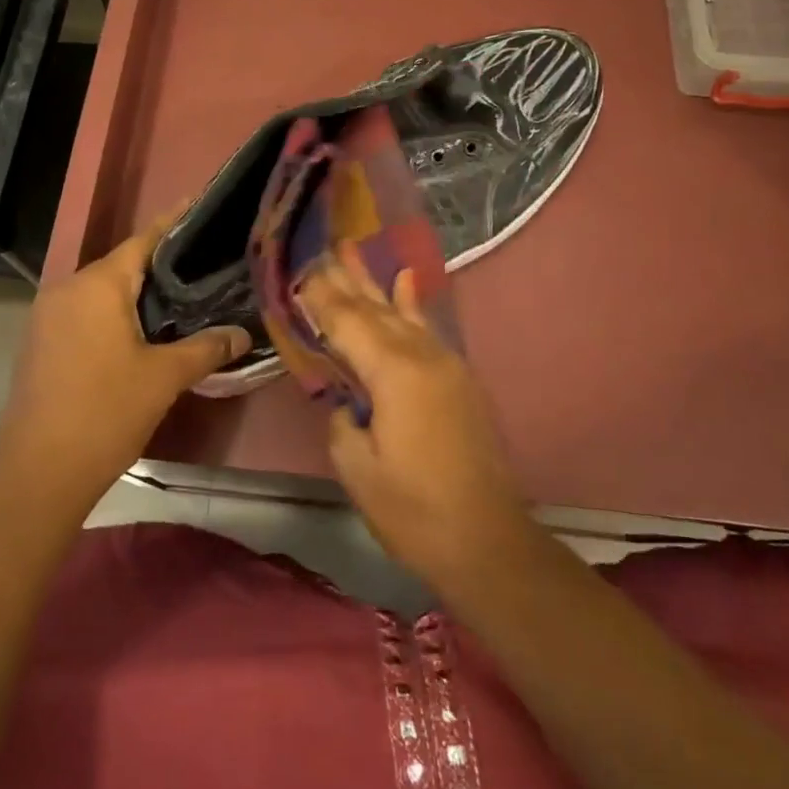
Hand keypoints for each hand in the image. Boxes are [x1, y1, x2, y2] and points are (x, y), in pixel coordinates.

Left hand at [0, 216, 250, 521]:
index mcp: (97, 285)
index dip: (175, 222)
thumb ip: (206, 347)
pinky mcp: (41, 342)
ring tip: (182, 297)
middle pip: (122, 264)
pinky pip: (86, 312)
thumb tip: (242, 333)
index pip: (143, 239)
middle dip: (162, 263)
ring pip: (103, 290)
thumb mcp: (164, 377)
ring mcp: (48, 316)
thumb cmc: (105, 413)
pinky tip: (142, 331)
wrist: (38, 473)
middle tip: (205, 263)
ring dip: (137, 292)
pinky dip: (115, 313)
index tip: (202, 204)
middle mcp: (67, 288)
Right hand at [297, 245, 536, 591]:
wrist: (488, 541)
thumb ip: (341, 420)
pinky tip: (406, 279)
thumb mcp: (358, 469)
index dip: (322, 297)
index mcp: (393, 373)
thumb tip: (344, 400)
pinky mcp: (458, 378)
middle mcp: (422, 355)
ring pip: (401, 312)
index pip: (347, 323)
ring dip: (374, 283)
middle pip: (374, 309)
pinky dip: (412, 303)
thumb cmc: (414, 511)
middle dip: (345, 280)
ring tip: (352, 251)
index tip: (299, 269)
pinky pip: (427, 329)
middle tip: (320, 248)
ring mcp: (446, 363)